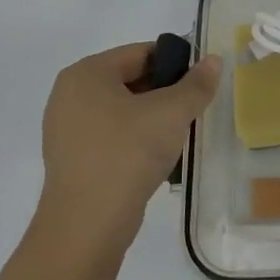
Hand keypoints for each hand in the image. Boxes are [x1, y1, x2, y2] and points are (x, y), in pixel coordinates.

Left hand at [38, 43, 221, 255]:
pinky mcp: (72, 159)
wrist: (87, 226)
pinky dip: (135, 140)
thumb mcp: (171, 113)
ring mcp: (66, 129)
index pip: (142, 53)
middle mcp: (69, 95)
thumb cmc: (127, 155)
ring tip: (178, 136)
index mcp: (86, 73)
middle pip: (131, 80)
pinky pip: (112, 136)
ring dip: (152, 119)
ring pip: (123, 110)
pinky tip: (156, 158)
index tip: (201, 84)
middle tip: (193, 111)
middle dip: (165, 93)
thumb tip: (212, 61)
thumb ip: (196, 84)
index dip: (176, 63)